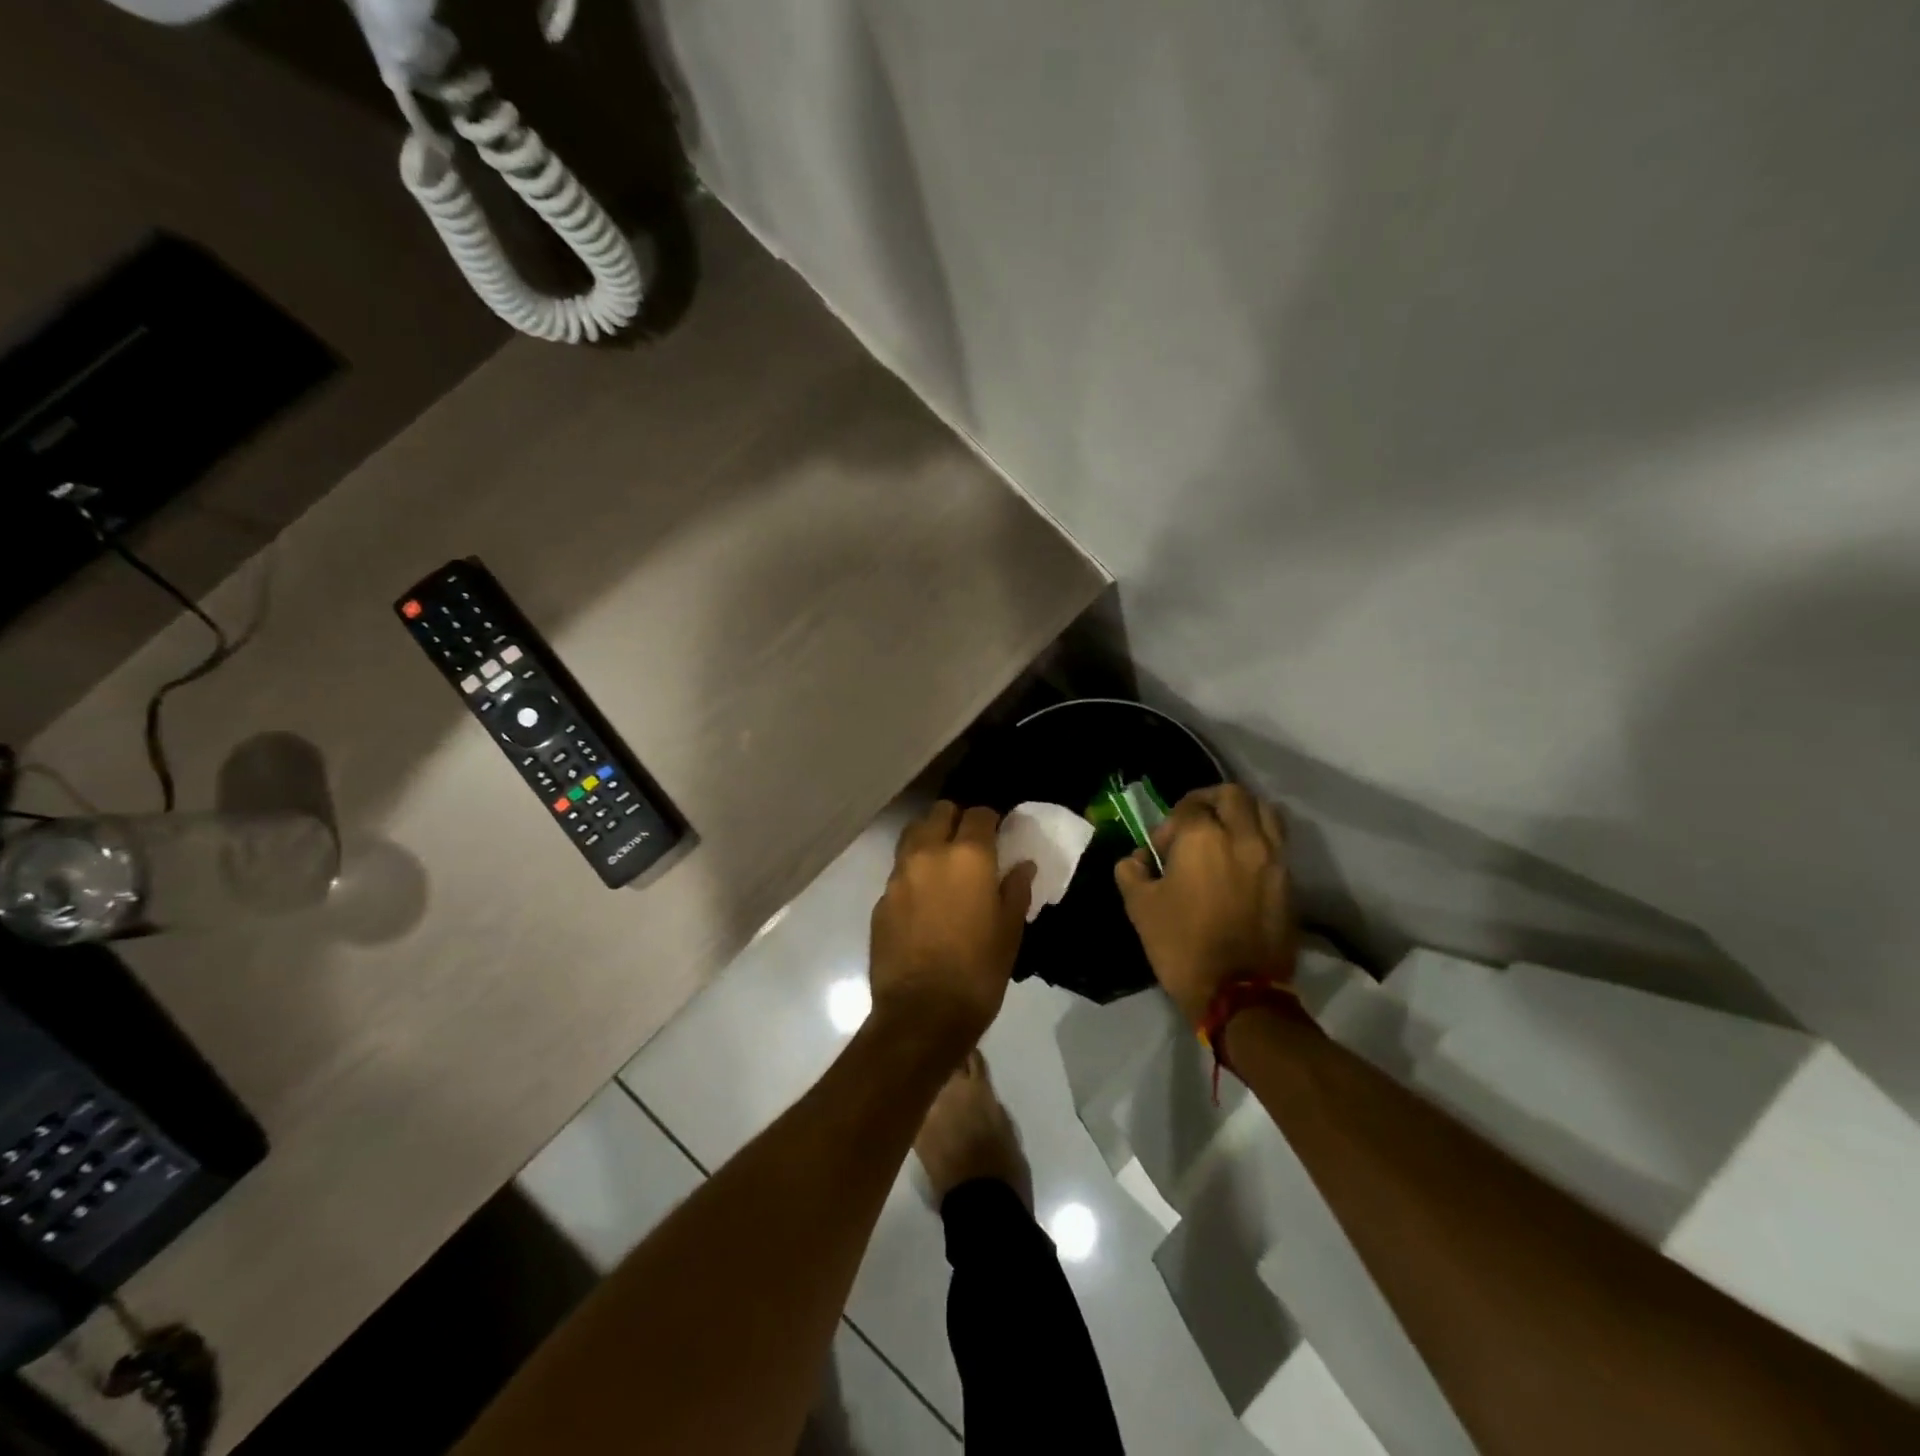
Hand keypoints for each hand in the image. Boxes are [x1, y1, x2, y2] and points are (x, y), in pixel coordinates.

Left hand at [869, 802, 1036, 1050]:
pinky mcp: (881, 899)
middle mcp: (929, 854)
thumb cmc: (978, 971)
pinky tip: (924, 898)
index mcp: (968, 856)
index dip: (990, 820)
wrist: (922, 1014)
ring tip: (943, 863)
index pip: (979, 814)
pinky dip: (913, 872)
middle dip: (955, 820)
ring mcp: (899, 875)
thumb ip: (1015, 890)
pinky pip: (899, 871)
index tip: (998, 833)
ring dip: (929, 838)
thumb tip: (1022, 865)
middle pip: (939, 813)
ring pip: (912, 835)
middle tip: (969, 843)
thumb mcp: (1009, 931)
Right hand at [1115, 784, 1293, 1025]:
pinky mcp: (1289, 880)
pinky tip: (1241, 860)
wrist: (1238, 993)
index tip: (1160, 851)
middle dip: (1209, 801)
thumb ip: (1131, 871)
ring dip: (1242, 813)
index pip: (1188, 806)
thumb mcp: (1139, 907)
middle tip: (1194, 823)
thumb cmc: (1182, 945)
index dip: (1169, 824)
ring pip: (1264, 810)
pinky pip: (1277, 841)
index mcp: (1203, 837)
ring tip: (1225, 834)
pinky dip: (1259, 837)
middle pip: (1232, 795)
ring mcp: (1272, 857)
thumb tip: (1137, 859)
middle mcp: (1243, 836)